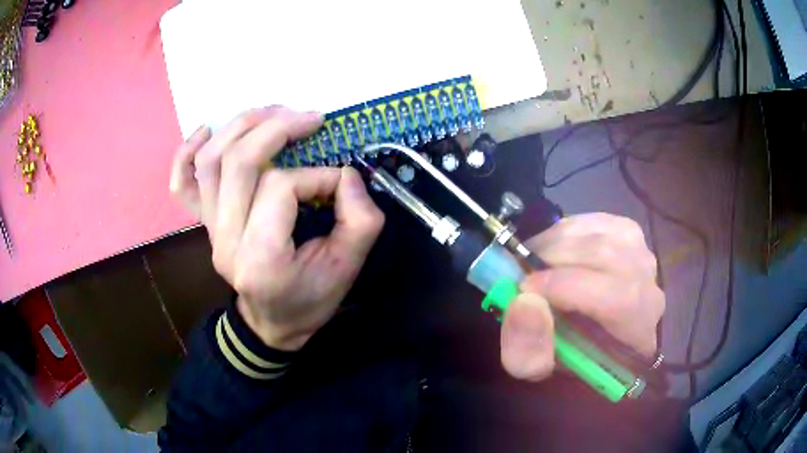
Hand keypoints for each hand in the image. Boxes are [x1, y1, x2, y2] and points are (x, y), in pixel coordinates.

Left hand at [169, 107, 384, 350]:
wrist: (272, 325)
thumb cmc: (310, 300)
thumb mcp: (349, 269)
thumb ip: (359, 220)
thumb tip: (346, 174)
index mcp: (260, 257)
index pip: (280, 187)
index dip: (317, 175)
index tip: (340, 183)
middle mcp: (226, 240)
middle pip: (239, 163)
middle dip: (277, 129)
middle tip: (310, 118)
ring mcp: (209, 230)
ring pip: (211, 161)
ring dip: (241, 126)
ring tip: (273, 113)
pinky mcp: (204, 224)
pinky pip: (183, 183)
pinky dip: (187, 151)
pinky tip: (207, 130)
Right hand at [500, 213, 664, 380]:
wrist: (586, 339)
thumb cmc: (564, 359)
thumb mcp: (535, 370)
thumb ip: (527, 350)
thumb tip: (524, 302)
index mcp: (637, 335)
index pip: (620, 299)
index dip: (570, 287)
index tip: (525, 288)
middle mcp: (651, 291)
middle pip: (609, 258)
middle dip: (555, 259)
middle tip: (522, 272)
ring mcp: (643, 257)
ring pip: (602, 235)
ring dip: (557, 243)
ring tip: (533, 261)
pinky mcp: (630, 235)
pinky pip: (597, 221)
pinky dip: (566, 230)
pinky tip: (552, 248)